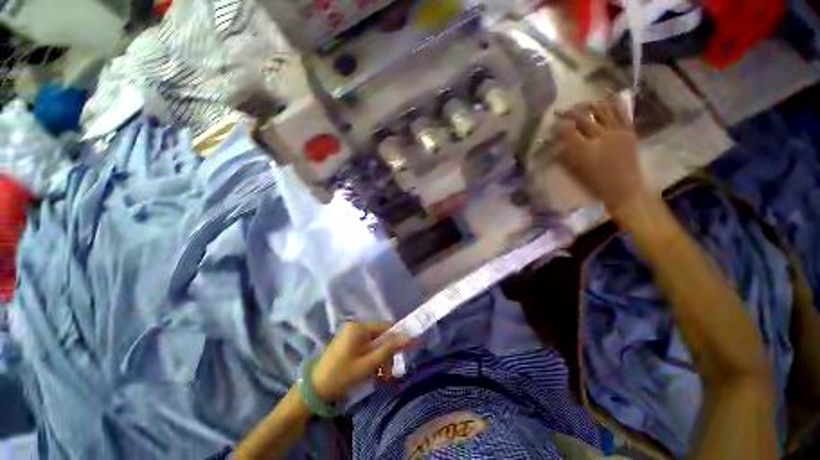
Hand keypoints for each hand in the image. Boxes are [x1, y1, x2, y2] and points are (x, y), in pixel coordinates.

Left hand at [312, 322, 411, 401]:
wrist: (314, 389)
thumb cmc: (342, 375)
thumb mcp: (368, 364)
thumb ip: (389, 350)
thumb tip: (410, 338)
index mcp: (360, 327)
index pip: (387, 327)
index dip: (397, 340)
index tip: (402, 356)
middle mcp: (356, 325)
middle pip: (381, 335)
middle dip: (387, 353)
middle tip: (388, 374)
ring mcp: (351, 333)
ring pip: (375, 341)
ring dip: (380, 357)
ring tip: (381, 376)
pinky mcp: (349, 341)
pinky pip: (366, 345)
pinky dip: (372, 356)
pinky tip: (371, 371)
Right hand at [557, 94, 645, 211]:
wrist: (624, 188)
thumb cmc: (597, 181)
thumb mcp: (577, 169)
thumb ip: (567, 152)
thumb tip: (559, 139)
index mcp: (588, 147)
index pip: (571, 130)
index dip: (562, 123)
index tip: (555, 119)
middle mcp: (603, 135)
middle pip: (586, 119)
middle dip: (574, 113)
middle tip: (565, 110)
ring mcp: (618, 132)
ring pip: (605, 112)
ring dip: (593, 105)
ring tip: (585, 102)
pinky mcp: (629, 133)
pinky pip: (622, 114)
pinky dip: (616, 103)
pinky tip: (610, 95)